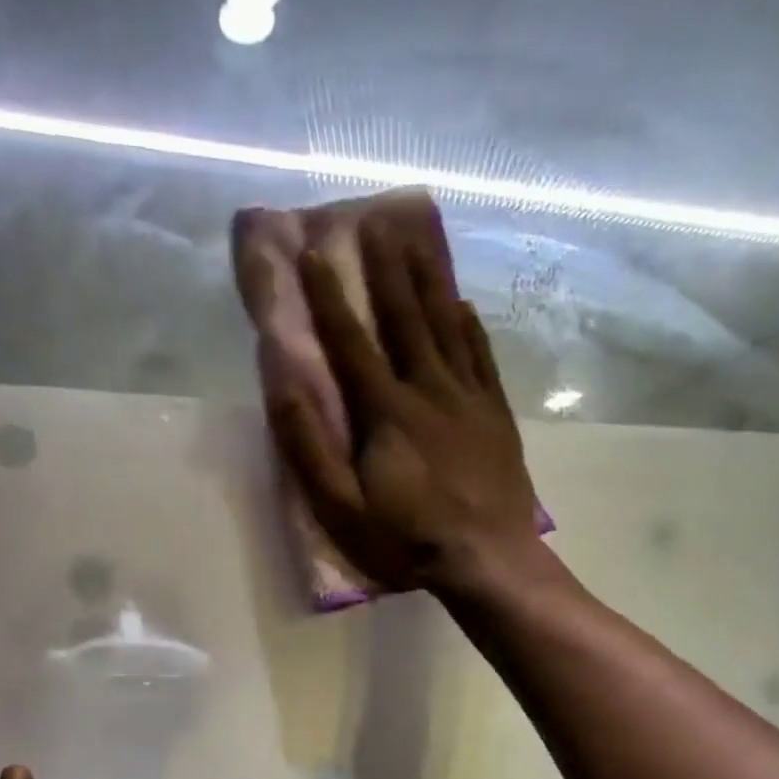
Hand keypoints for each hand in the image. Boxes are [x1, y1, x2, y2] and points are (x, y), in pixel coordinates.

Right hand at [273, 219, 542, 594]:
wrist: (488, 559)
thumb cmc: (407, 539)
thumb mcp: (341, 507)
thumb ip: (309, 447)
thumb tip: (282, 385)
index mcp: (387, 410)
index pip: (352, 341)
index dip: (328, 296)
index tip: (312, 252)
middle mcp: (429, 389)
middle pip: (406, 317)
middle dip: (387, 267)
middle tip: (377, 220)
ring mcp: (469, 398)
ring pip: (447, 325)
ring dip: (429, 279)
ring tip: (418, 238)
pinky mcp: (496, 414)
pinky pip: (481, 356)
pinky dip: (470, 325)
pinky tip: (463, 305)